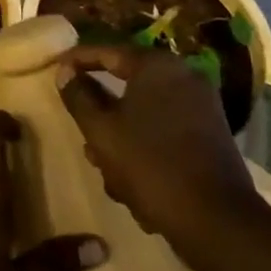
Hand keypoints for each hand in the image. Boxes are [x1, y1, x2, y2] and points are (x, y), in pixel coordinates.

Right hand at [57, 43, 261, 246]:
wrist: (215, 218)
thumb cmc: (150, 165)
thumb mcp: (101, 131)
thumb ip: (79, 96)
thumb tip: (65, 72)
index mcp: (157, 67)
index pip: (107, 51)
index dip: (77, 59)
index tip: (55, 68)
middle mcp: (184, 77)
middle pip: (127, 86)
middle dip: (102, 114)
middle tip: (83, 134)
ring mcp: (201, 106)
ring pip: (144, 113)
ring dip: (121, 139)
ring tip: (107, 173)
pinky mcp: (211, 134)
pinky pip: (165, 131)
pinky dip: (145, 149)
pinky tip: (133, 184)